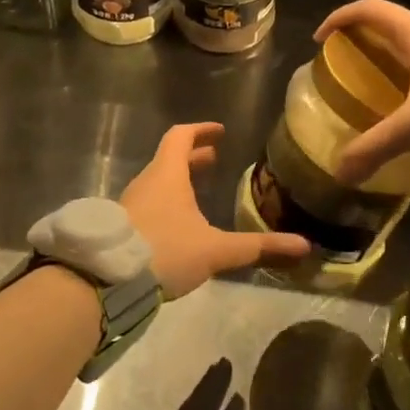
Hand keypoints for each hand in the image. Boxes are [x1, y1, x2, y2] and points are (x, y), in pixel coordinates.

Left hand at [121, 123, 308, 298]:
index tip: (219, 132)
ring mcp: (130, 204)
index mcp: (168, 175)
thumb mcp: (216, 250)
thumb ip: (258, 247)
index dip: (200, 131)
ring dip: (179, 181)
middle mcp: (146, 182)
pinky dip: (166, 201)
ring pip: (157, 182)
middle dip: (193, 158)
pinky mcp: (121, 226)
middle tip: (214, 160)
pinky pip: (147, 203)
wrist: (105, 279)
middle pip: (169, 159)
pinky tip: (177, 225)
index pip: (181, 137)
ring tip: (199, 192)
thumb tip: (304, 245)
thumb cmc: (164, 251)